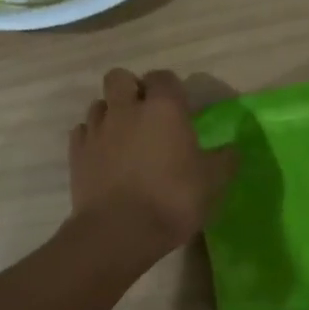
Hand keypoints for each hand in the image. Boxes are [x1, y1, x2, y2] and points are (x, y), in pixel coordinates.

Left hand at [68, 68, 238, 258]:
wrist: (119, 232)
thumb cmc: (172, 200)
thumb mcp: (212, 183)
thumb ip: (224, 161)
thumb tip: (232, 150)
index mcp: (164, 108)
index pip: (163, 77)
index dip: (170, 88)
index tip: (178, 108)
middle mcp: (127, 109)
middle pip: (120, 77)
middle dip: (131, 89)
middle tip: (145, 114)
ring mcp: (97, 129)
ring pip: (99, 104)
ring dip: (111, 113)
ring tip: (123, 137)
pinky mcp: (76, 153)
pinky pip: (83, 131)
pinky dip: (93, 138)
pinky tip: (103, 156)